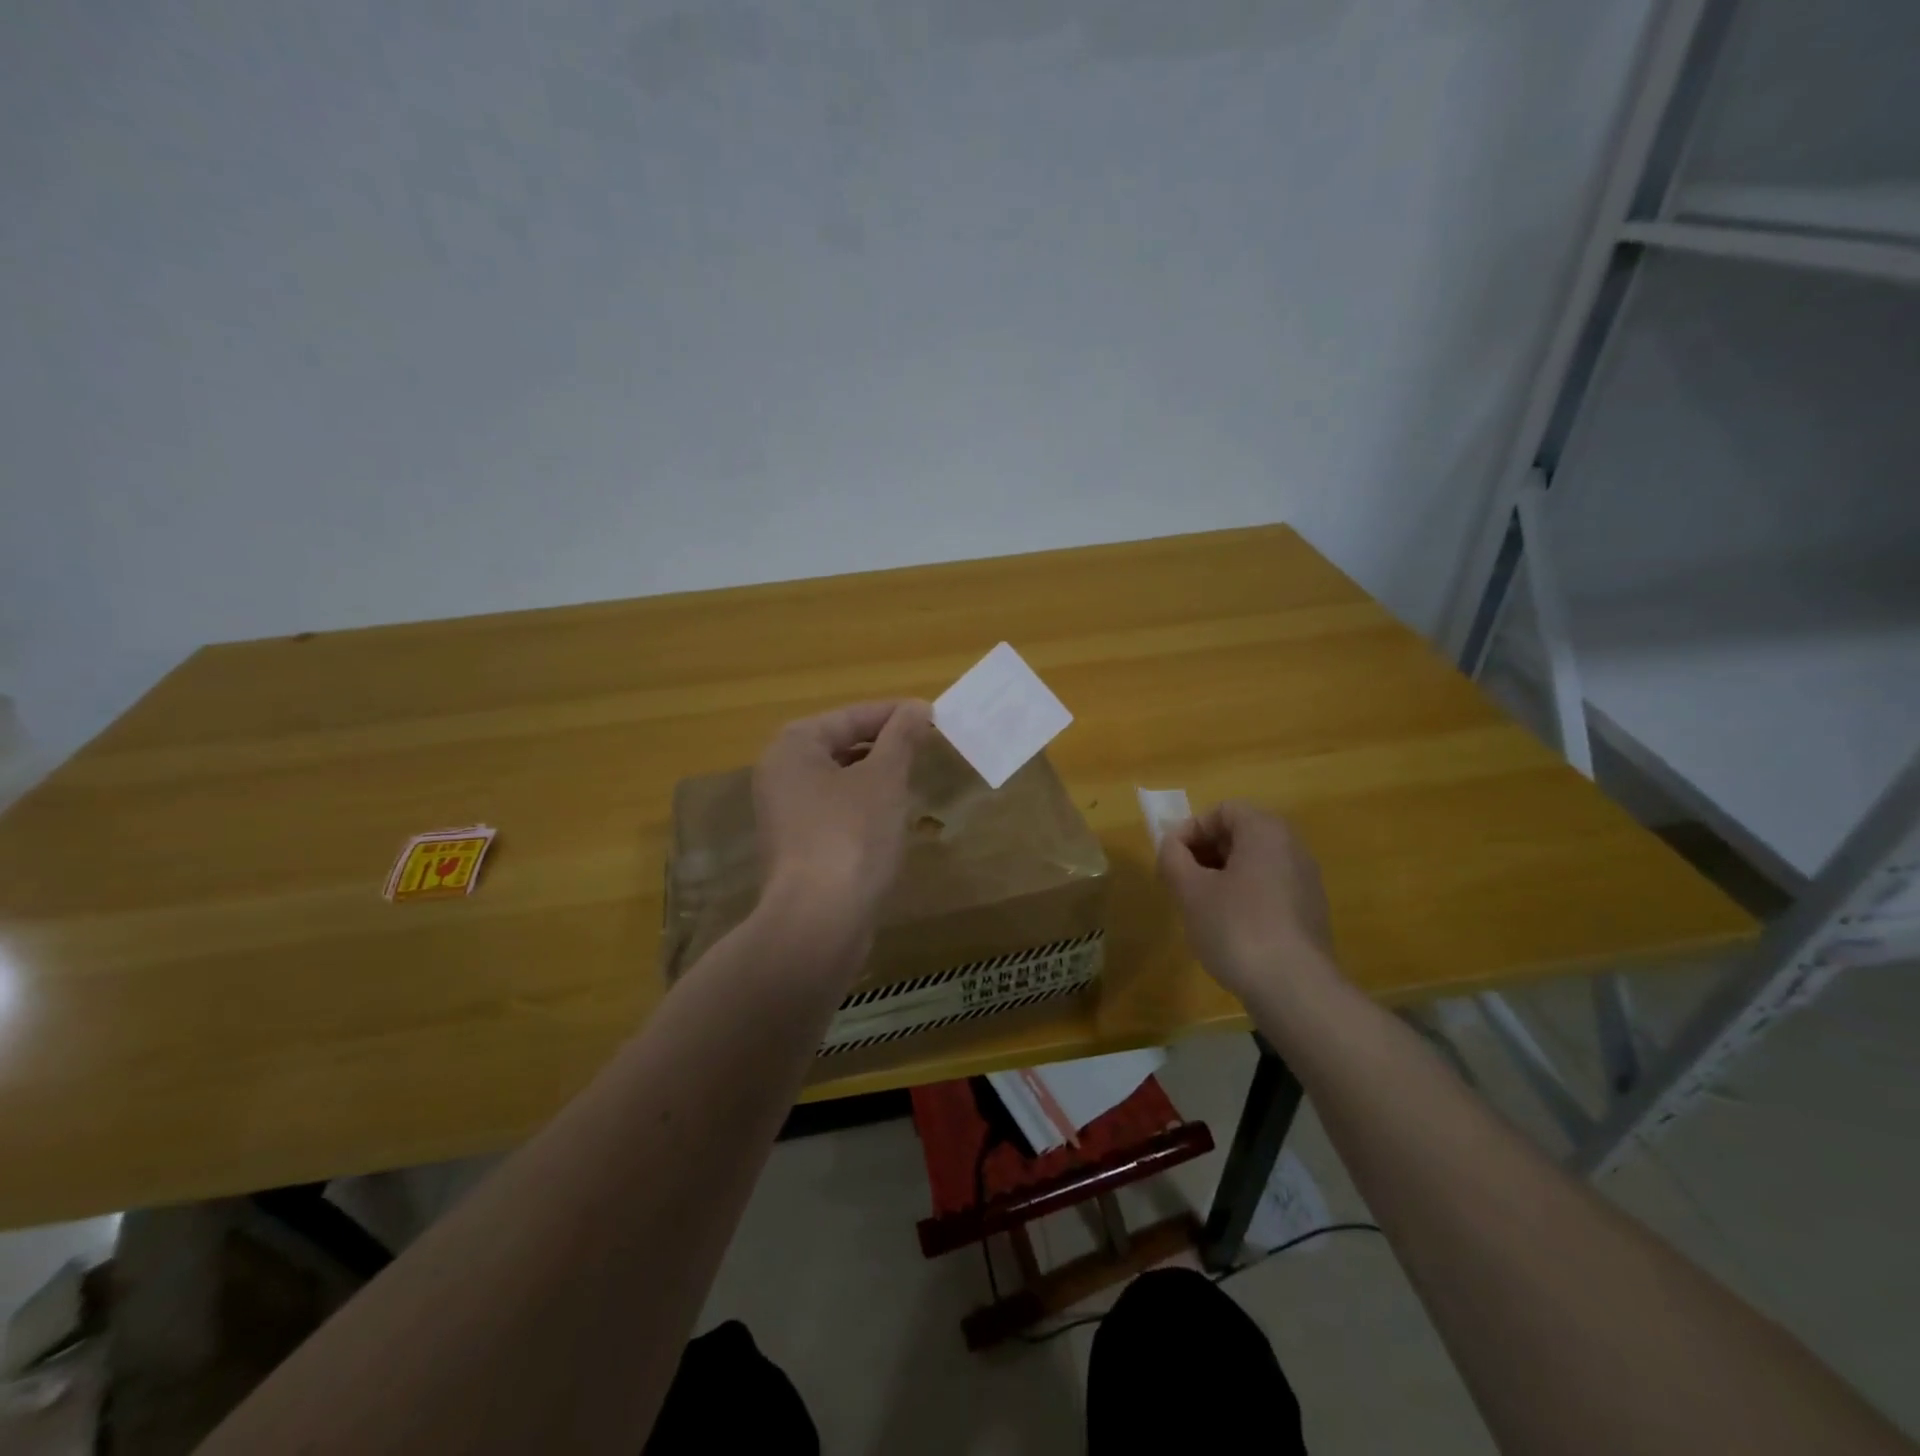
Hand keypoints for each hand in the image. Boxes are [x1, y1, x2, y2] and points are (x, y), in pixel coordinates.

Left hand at [753, 699, 930, 939]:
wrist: (818, 922)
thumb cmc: (851, 835)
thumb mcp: (884, 778)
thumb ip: (901, 737)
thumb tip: (917, 708)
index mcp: (793, 747)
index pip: (850, 716)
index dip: (894, 714)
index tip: (932, 715)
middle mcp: (781, 774)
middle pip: (841, 745)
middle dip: (884, 744)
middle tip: (927, 745)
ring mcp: (785, 814)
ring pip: (839, 780)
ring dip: (876, 775)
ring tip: (914, 776)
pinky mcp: (797, 847)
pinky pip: (836, 811)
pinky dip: (863, 806)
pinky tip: (891, 818)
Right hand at [1157, 800, 1340, 1000]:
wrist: (1295, 989)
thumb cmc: (1237, 927)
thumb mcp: (1190, 890)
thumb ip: (1173, 858)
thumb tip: (1171, 845)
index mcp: (1266, 831)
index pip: (1222, 811)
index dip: (1191, 830)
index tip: (1171, 859)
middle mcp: (1292, 847)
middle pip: (1240, 834)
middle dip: (1205, 853)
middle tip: (1181, 882)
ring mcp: (1306, 881)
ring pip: (1254, 864)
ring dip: (1222, 876)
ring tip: (1200, 907)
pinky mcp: (1310, 912)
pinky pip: (1269, 889)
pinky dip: (1244, 897)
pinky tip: (1229, 930)